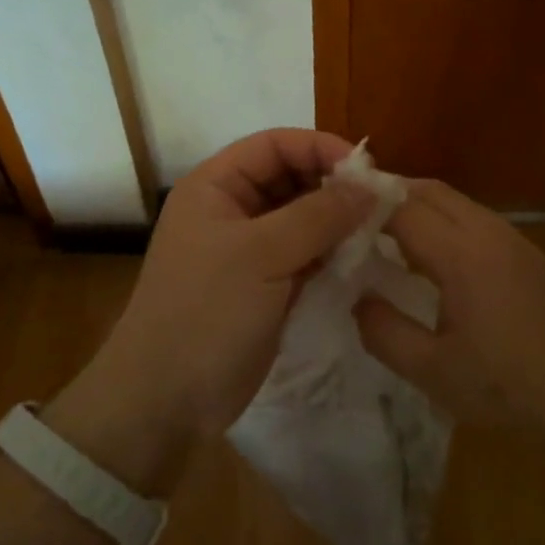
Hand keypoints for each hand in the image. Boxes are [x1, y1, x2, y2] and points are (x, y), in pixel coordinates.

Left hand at [73, 129, 374, 449]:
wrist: (166, 398)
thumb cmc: (206, 311)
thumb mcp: (262, 254)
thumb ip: (318, 215)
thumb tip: (370, 187)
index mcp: (215, 186)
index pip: (274, 145)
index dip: (320, 147)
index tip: (366, 170)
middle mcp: (232, 209)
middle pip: (291, 178)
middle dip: (333, 186)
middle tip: (379, 204)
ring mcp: (248, 250)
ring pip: (302, 218)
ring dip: (336, 221)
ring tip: (376, 231)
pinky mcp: (265, 285)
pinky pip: (305, 254)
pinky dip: (331, 253)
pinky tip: (360, 258)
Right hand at [354, 179, 544, 436]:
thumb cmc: (512, 386)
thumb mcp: (435, 372)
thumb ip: (384, 332)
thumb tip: (357, 299)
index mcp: (461, 253)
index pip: (400, 206)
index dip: (362, 207)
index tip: (330, 218)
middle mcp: (486, 230)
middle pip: (428, 189)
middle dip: (386, 195)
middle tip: (350, 221)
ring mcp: (512, 237)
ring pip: (453, 201)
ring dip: (416, 207)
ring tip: (382, 237)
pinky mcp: (527, 251)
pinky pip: (472, 219)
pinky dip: (442, 222)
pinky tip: (431, 259)